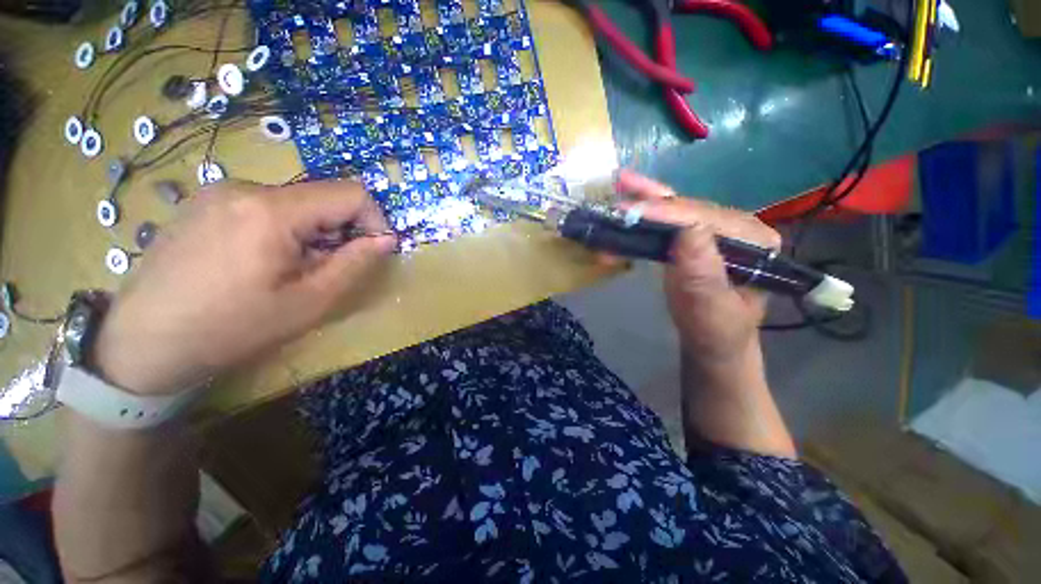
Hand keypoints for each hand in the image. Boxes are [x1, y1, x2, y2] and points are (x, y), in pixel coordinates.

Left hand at [91, 179, 395, 395]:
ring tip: (289, 270)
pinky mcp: (204, 203)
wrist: (140, 344)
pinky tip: (259, 262)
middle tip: (325, 269)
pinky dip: (283, 229)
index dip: (374, 220)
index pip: (352, 193)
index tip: (370, 251)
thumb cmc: (231, 328)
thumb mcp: (309, 302)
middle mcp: (244, 187)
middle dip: (339, 230)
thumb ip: (354, 263)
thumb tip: (386, 239)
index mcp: (272, 210)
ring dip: (311, 232)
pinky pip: (265, 206)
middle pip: (322, 197)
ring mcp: (219, 192)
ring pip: (295, 202)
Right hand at [616, 171, 780, 382]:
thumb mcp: (710, 308)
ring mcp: (713, 231)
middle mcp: (736, 228)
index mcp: (753, 242)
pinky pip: (667, 222)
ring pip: (676, 209)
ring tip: (621, 182)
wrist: (710, 341)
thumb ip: (703, 272)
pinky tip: (629, 198)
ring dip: (646, 199)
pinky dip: (645, 213)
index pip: (705, 219)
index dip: (666, 213)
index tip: (631, 211)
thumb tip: (687, 229)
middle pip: (689, 208)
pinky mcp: (693, 239)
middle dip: (652, 202)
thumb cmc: (714, 330)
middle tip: (620, 188)